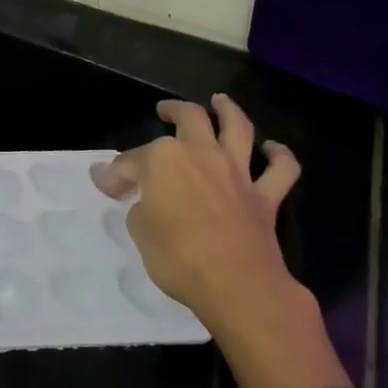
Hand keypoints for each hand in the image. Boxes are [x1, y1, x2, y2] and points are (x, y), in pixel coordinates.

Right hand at [93, 95, 349, 387]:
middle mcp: (201, 153)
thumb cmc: (178, 256)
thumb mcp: (140, 231)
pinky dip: (280, 157)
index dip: (115, 174)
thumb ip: (138, 205)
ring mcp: (237, 172)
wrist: (237, 285)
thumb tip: (138, 196)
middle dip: (173, 110)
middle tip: (164, 110)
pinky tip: (273, 149)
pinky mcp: (265, 196)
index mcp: (164, 159)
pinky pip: (281, 170)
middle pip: (189, 118)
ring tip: (220, 101)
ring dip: (229, 110)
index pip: (131, 161)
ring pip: (238, 127)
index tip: (106, 187)